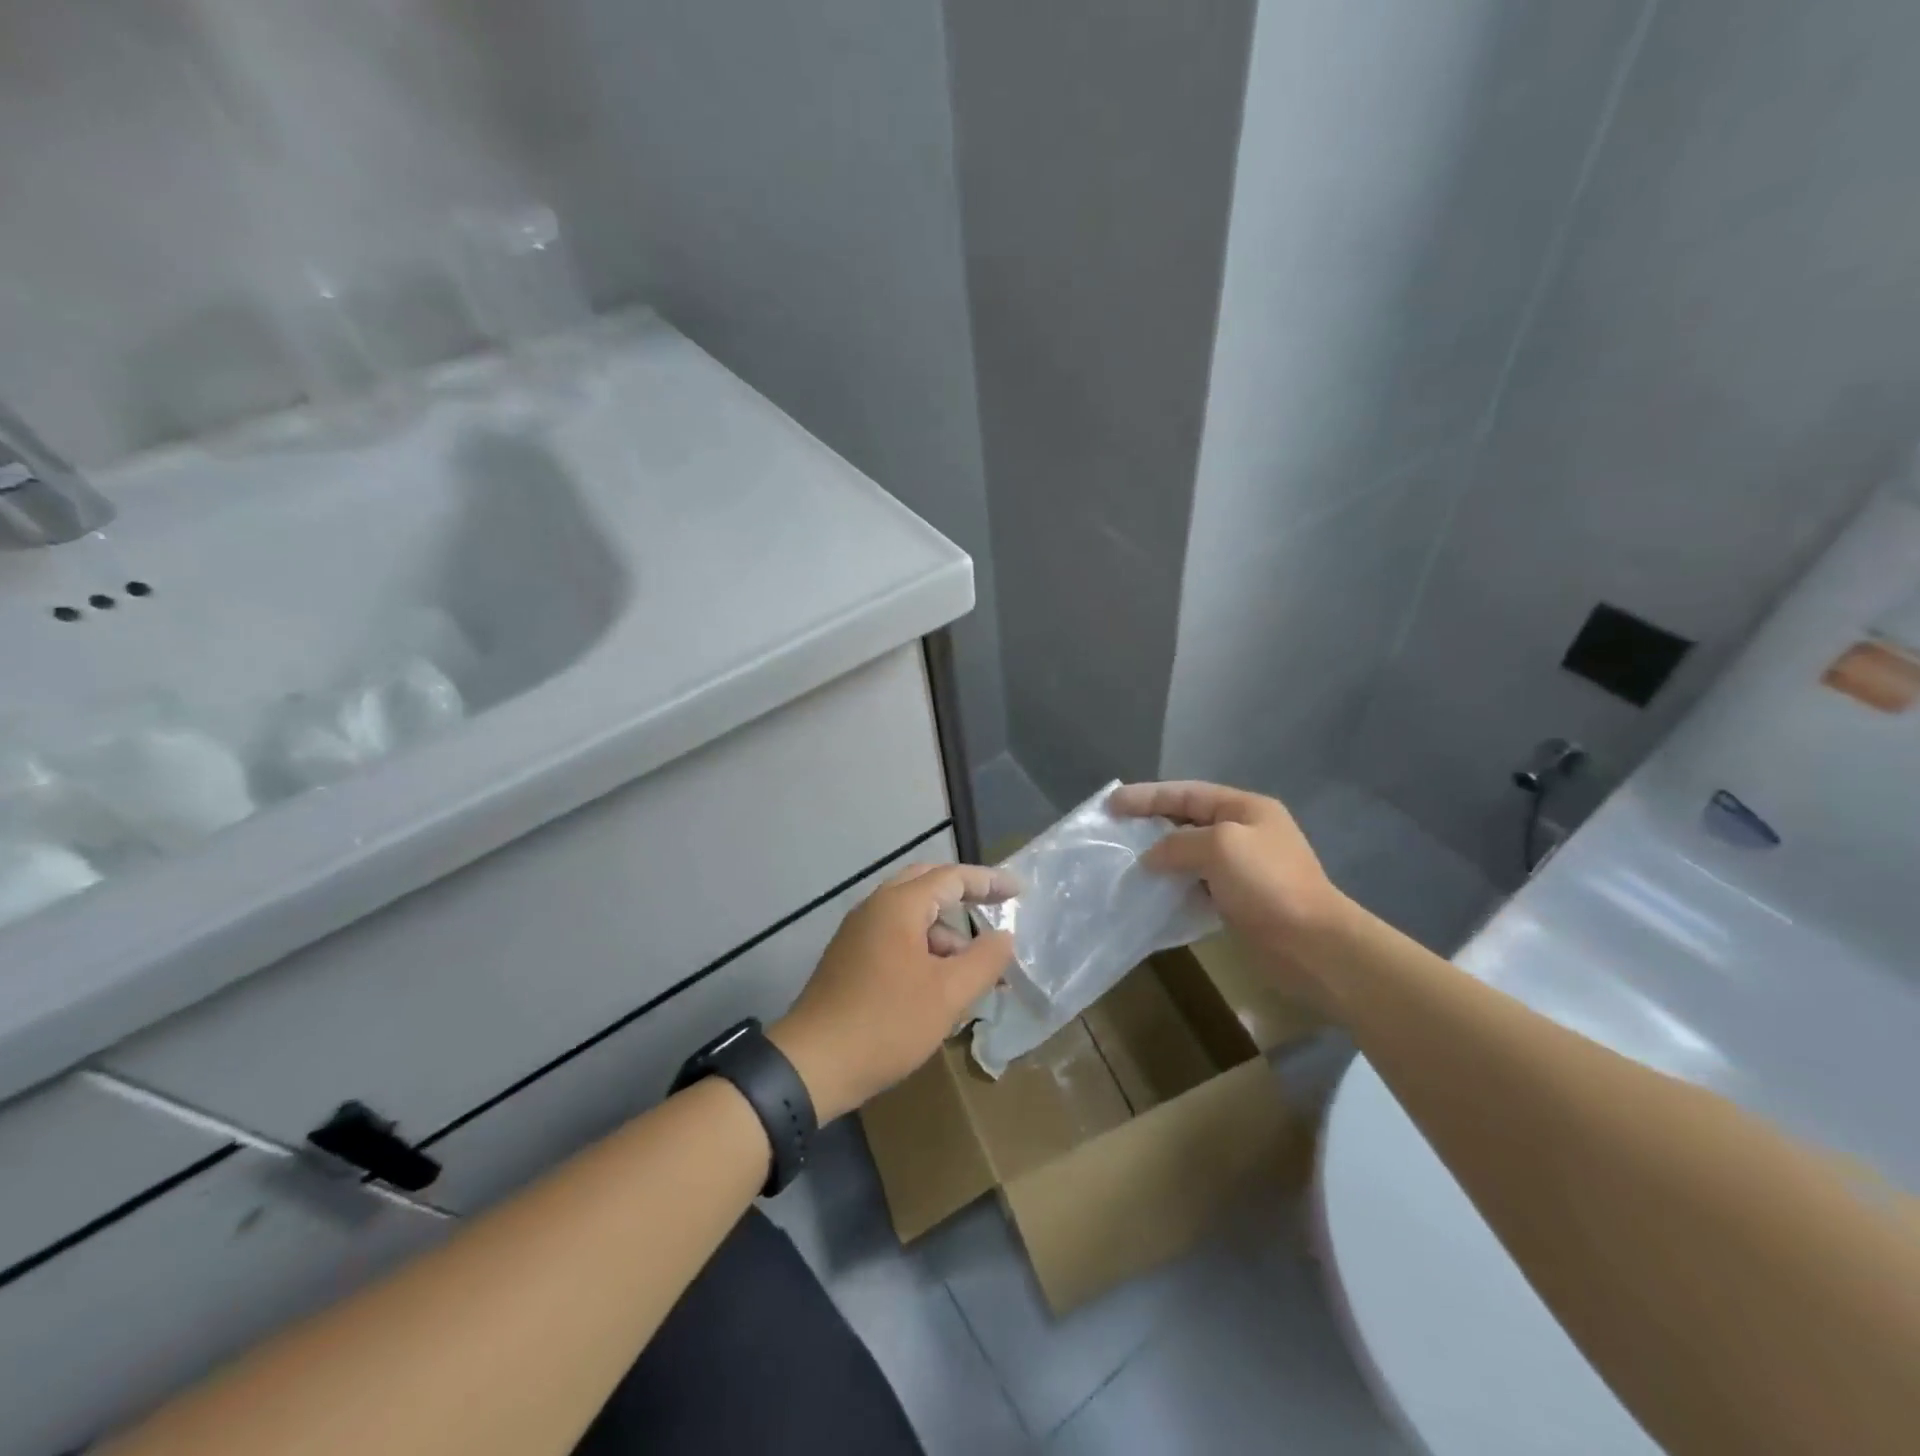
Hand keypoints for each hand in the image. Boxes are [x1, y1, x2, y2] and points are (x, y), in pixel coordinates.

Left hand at [770, 863, 1016, 1122]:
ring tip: (974, 971)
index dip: (989, 881)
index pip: (952, 877)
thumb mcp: (948, 994)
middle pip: (927, 886)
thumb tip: (1004, 936)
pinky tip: (940, 985)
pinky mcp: (850, 959)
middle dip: (964, 896)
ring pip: (911, 916)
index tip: (1019, 891)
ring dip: (945, 933)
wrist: (812, 1064)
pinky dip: (924, 950)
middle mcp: (875, 908)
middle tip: (995, 909)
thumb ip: (984, 960)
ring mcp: (858, 933)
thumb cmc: (887, 1023)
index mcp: (898, 905)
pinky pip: (896, 938)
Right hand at [1109, 780, 1355, 1010]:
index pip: (1186, 793)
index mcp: (1245, 808)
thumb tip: (1151, 857)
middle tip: (1114, 830)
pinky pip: (1196, 882)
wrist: (1313, 945)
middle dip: (1150, 823)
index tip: (1111, 804)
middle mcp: (1244, 832)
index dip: (1147, 796)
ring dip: (1159, 856)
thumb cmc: (1268, 884)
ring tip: (1126, 861)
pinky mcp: (1239, 899)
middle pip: (1187, 820)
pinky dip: (1173, 883)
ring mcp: (1243, 867)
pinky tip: (1152, 891)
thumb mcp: (1220, 847)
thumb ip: (1179, 843)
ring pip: (1190, 853)